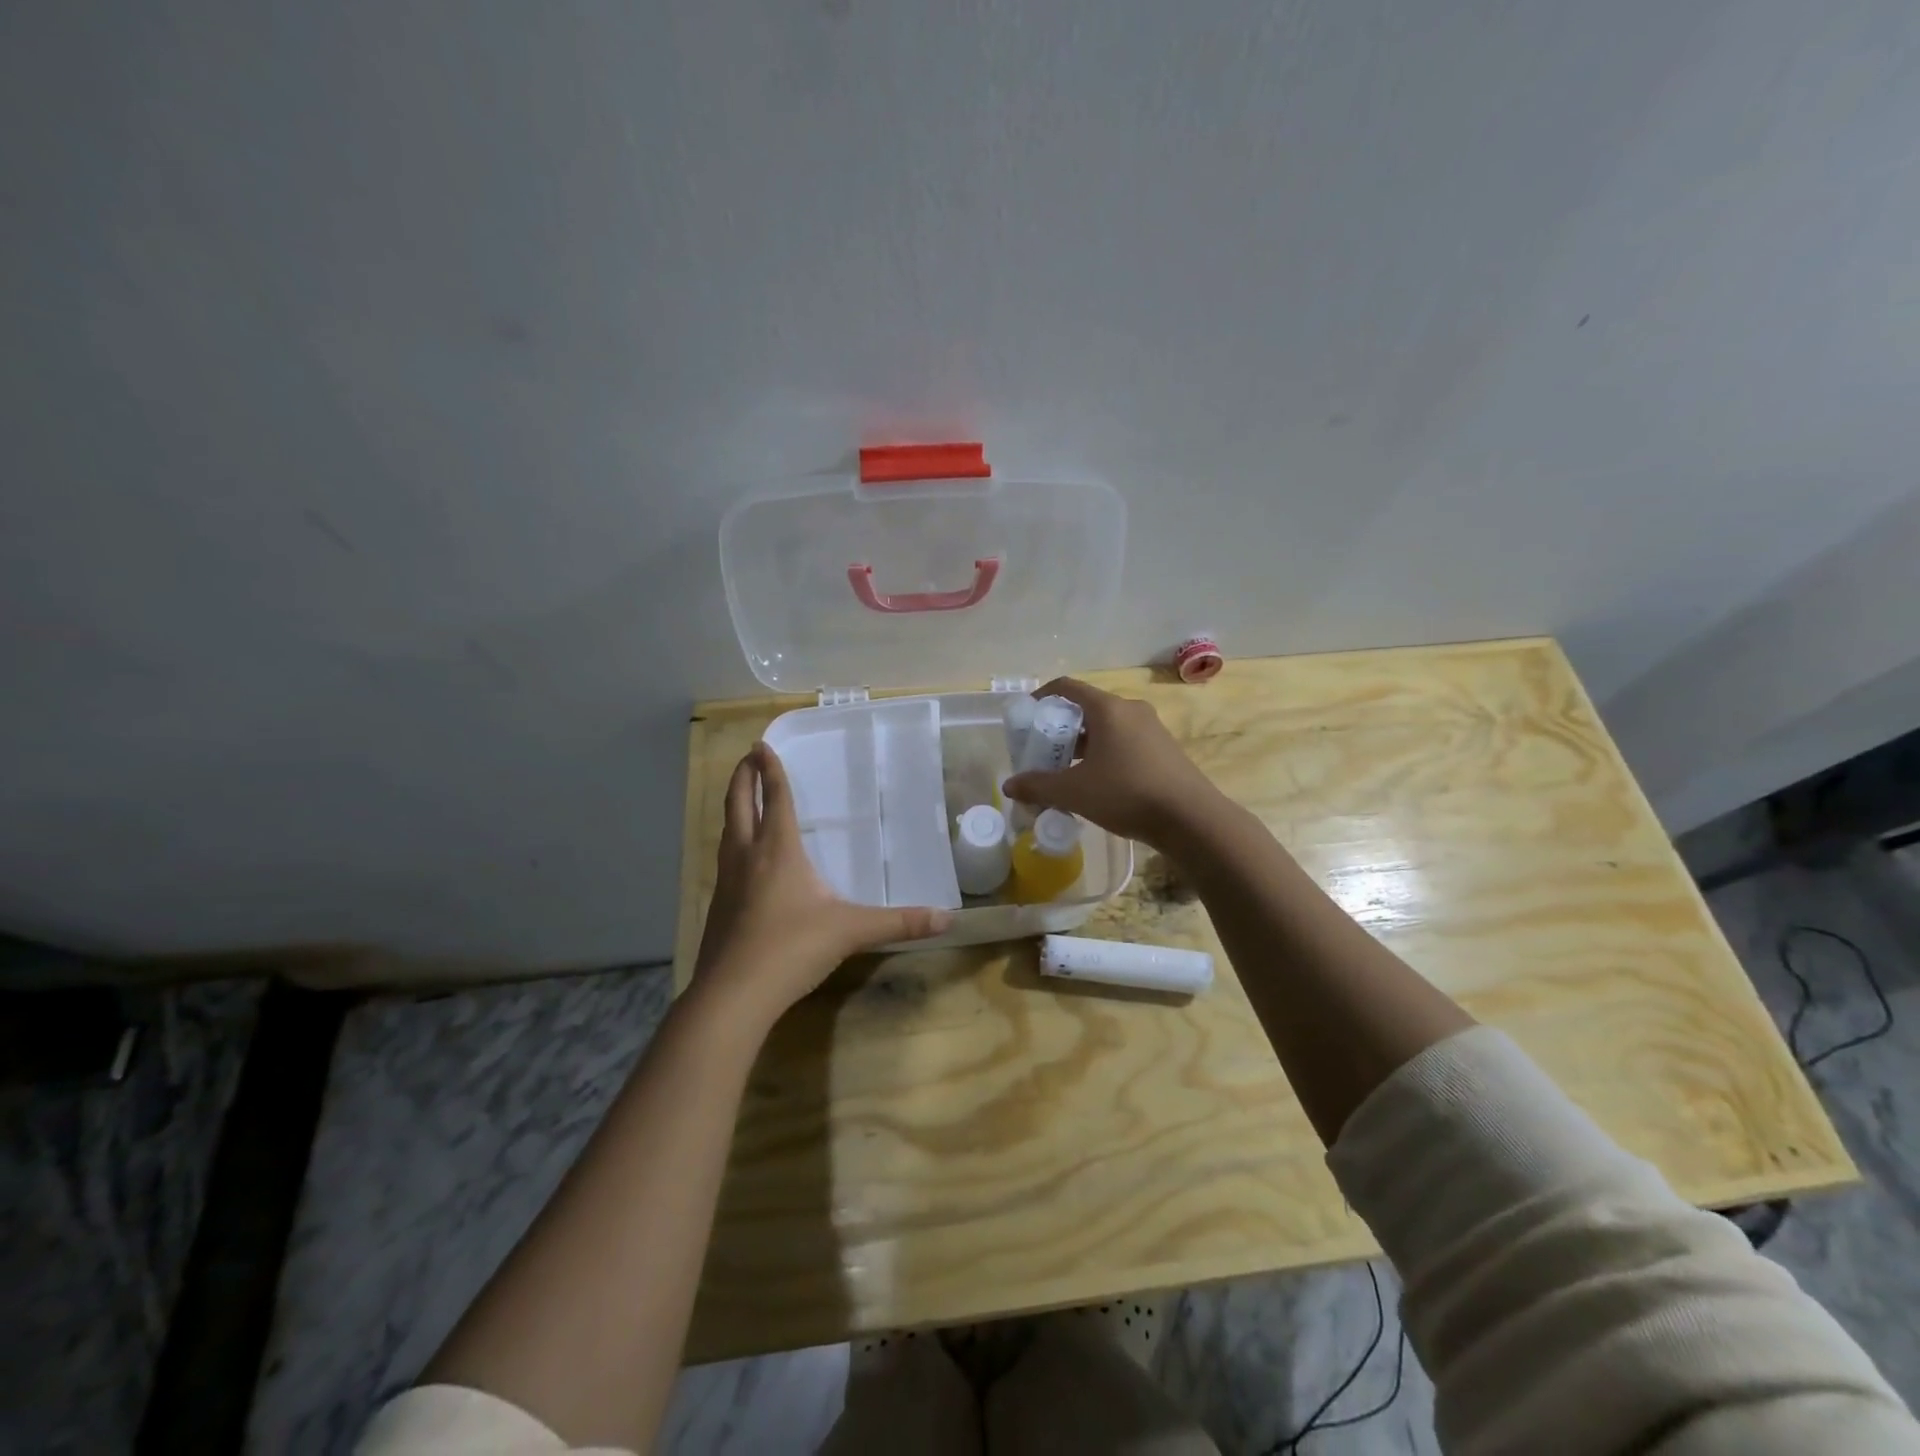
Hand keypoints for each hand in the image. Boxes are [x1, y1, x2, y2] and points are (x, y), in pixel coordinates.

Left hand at [693, 743, 951, 1024]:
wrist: (733, 995)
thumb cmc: (792, 948)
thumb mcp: (851, 931)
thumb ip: (899, 922)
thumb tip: (946, 917)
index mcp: (778, 850)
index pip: (775, 798)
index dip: (770, 770)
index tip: (762, 745)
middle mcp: (747, 856)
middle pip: (738, 804)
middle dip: (742, 778)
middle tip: (748, 758)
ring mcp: (726, 881)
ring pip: (727, 831)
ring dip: (734, 808)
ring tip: (743, 800)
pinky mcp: (717, 905)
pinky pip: (724, 859)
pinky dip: (732, 842)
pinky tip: (742, 859)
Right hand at [1002, 677, 1219, 846]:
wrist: (1191, 819)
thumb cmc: (1127, 794)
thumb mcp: (1075, 792)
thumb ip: (1038, 786)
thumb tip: (1009, 786)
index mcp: (1108, 709)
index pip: (1068, 687)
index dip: (1043, 696)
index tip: (1027, 715)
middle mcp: (1131, 710)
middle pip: (1087, 709)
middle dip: (1061, 728)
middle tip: (1043, 752)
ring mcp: (1152, 729)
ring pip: (1107, 729)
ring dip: (1083, 745)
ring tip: (1066, 771)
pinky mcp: (1165, 750)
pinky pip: (1125, 743)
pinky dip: (1105, 755)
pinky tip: (1097, 784)